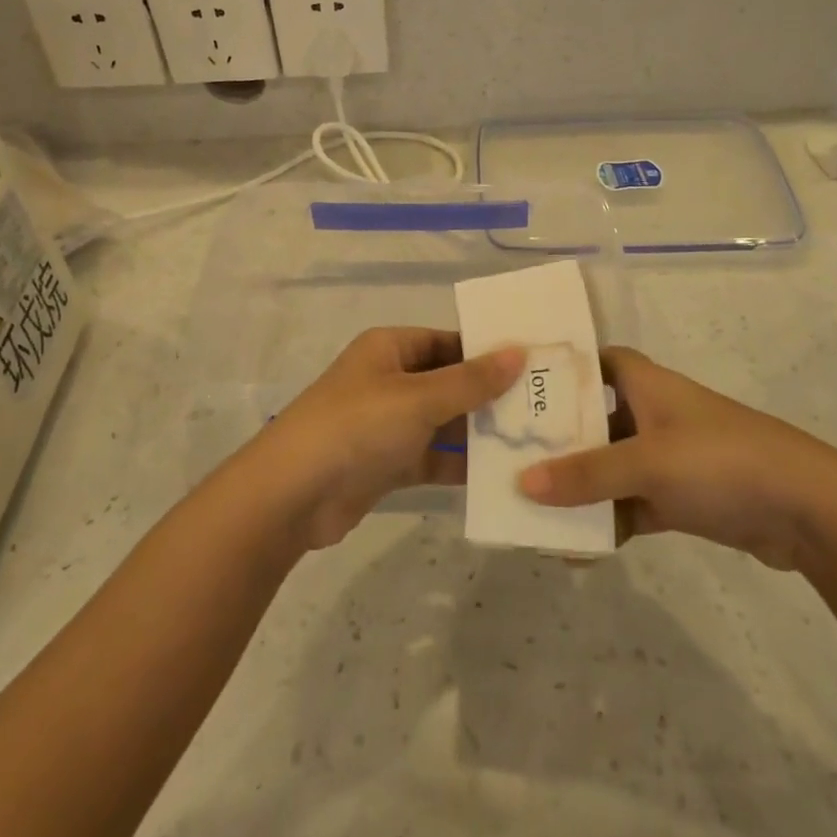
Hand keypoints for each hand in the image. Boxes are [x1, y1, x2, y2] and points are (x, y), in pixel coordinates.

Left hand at [247, 328, 524, 550]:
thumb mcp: (418, 398)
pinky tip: (501, 475)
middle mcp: (390, 380)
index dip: (488, 352)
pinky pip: (433, 457)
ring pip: (444, 422)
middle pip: (449, 382)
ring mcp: (388, 424)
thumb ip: (471, 380)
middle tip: (544, 408)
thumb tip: (518, 351)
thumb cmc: (357, 427)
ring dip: (479, 433)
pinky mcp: (388, 463)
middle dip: (490, 396)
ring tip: (533, 442)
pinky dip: (460, 465)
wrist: (292, 496)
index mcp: (390, 349)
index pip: (449, 341)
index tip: (535, 365)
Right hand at [516, 347, 836, 570]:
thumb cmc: (720, 461)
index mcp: (647, 385)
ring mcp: (668, 457)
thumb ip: (585, 474)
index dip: (564, 369)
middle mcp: (653, 414)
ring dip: (580, 486)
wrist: (807, 510)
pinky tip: (577, 548)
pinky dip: (608, 521)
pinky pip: (630, 504)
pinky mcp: (680, 497)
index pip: (598, 360)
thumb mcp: (647, 462)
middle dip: (558, 438)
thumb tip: (521, 484)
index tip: (521, 386)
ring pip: (610, 466)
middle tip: (510, 455)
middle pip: (595, 418)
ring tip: (532, 507)